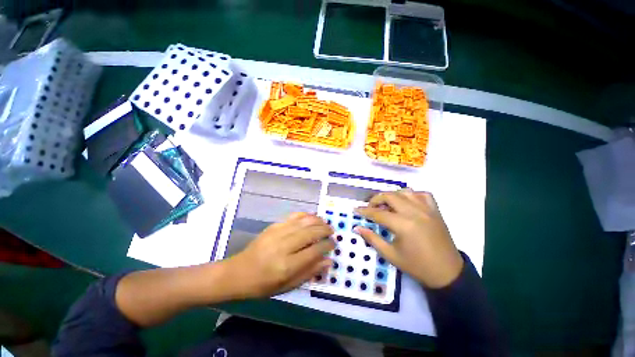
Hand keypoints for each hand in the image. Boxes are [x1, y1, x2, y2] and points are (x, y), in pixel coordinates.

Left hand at [226, 212, 334, 298]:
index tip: (333, 244)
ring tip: (325, 223)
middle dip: (325, 230)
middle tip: (332, 231)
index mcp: (287, 265)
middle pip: (310, 232)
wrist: (238, 272)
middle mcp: (284, 246)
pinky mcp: (273, 226)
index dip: (327, 245)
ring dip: (317, 220)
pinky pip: (293, 216)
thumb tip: (328, 261)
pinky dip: (305, 215)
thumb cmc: (263, 284)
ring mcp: (278, 233)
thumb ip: (309, 272)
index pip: (314, 251)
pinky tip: (312, 216)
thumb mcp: (287, 286)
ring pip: (303, 222)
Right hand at [354, 189, 463, 287]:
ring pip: (405, 192)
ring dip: (392, 195)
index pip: (378, 213)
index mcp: (403, 225)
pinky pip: (423, 194)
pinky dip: (412, 195)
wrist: (447, 272)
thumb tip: (357, 228)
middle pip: (390, 196)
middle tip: (370, 207)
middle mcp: (414, 212)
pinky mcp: (435, 210)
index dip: (364, 211)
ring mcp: (427, 209)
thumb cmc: (416, 266)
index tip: (356, 209)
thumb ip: (372, 239)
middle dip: (376, 199)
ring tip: (387, 205)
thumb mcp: (390, 255)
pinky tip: (407, 203)